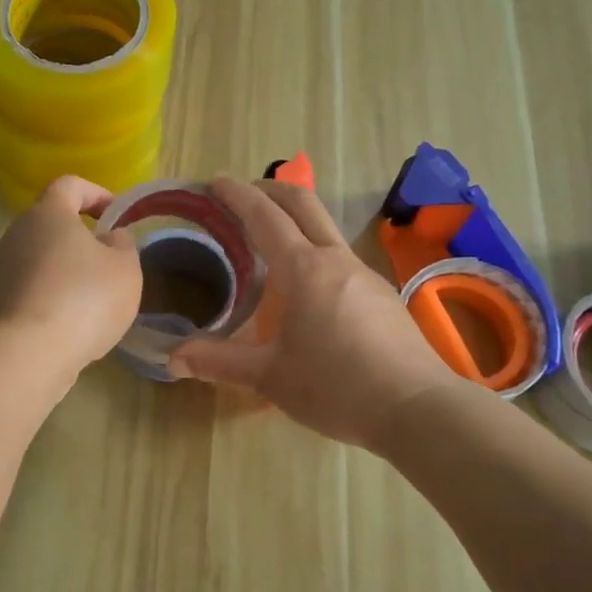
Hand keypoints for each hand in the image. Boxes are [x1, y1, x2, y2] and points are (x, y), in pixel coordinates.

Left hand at [0, 175, 141, 375]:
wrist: (29, 353)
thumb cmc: (85, 299)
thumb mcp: (125, 268)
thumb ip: (123, 243)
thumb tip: (110, 236)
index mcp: (48, 213)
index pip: (70, 185)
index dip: (97, 194)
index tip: (116, 215)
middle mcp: (17, 232)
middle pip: (50, 222)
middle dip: (80, 235)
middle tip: (107, 259)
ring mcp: (0, 268)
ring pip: (38, 256)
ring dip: (63, 267)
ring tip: (90, 296)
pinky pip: (28, 286)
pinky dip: (49, 294)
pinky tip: (68, 321)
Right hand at [167, 176, 462, 449]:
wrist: (419, 409)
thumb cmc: (337, 388)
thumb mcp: (269, 378)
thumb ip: (219, 363)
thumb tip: (172, 358)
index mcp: (304, 270)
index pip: (264, 216)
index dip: (237, 195)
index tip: (214, 182)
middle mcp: (336, 260)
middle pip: (303, 203)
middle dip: (269, 189)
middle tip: (241, 193)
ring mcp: (365, 275)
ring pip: (325, 229)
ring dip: (294, 219)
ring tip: (268, 242)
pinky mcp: (383, 295)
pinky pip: (340, 258)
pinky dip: (314, 251)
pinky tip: (306, 286)